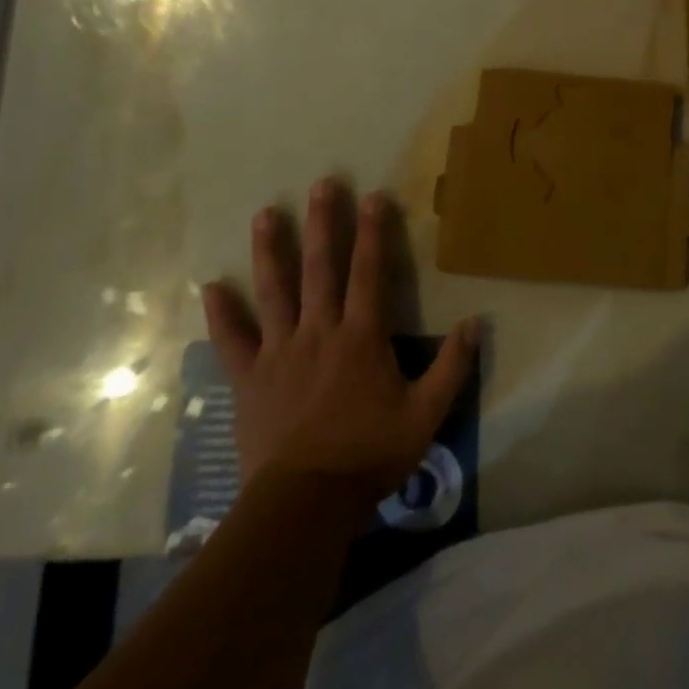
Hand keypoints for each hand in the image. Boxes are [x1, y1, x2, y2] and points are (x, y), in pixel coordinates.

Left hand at [202, 179, 477, 504]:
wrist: (305, 504)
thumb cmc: (369, 455)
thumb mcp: (426, 415)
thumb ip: (452, 366)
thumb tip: (477, 322)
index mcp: (361, 336)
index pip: (370, 272)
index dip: (374, 232)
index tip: (374, 195)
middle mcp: (319, 331)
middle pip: (321, 267)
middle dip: (323, 223)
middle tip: (322, 183)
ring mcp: (280, 352)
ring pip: (274, 291)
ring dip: (270, 250)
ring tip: (265, 214)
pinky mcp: (250, 378)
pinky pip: (232, 340)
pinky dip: (222, 313)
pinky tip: (211, 285)